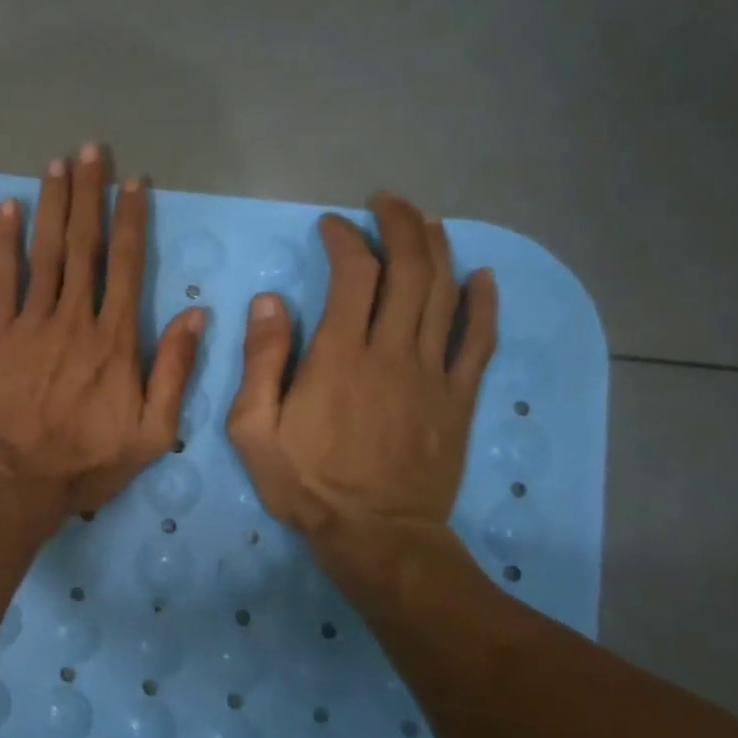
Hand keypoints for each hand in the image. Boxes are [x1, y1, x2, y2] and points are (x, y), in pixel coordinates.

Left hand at [0, 145, 206, 521]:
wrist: (16, 480)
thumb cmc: (86, 462)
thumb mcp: (151, 432)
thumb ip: (174, 371)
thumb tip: (196, 315)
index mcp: (115, 340)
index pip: (126, 265)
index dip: (131, 220)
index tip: (134, 183)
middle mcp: (75, 318)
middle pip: (85, 245)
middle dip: (90, 194)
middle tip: (92, 150)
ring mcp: (32, 322)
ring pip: (47, 252)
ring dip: (53, 204)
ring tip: (58, 163)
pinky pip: (4, 278)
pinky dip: (6, 241)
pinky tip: (9, 206)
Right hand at [226, 192, 496, 572]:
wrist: (376, 535)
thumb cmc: (306, 482)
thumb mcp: (254, 429)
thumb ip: (261, 362)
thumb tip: (269, 302)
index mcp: (340, 356)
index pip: (354, 275)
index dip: (345, 239)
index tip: (330, 225)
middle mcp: (393, 352)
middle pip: (409, 270)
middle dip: (400, 226)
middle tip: (386, 203)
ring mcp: (433, 374)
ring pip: (446, 294)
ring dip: (437, 249)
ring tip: (425, 220)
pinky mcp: (457, 398)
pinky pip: (479, 341)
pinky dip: (484, 303)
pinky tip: (482, 275)